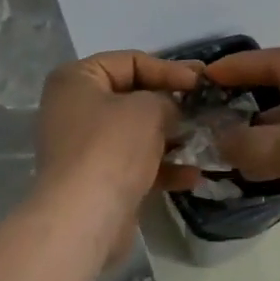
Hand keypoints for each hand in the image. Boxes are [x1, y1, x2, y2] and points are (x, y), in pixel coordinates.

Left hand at [34, 51, 201, 227]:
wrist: (83, 219)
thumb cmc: (112, 147)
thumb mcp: (148, 108)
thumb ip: (165, 99)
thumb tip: (171, 110)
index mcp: (77, 79)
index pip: (130, 62)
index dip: (168, 68)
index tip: (200, 80)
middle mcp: (75, 108)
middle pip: (132, 96)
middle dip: (170, 103)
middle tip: (205, 105)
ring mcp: (84, 146)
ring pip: (136, 132)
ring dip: (170, 136)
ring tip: (204, 139)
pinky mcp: (97, 179)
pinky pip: (134, 163)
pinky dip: (162, 166)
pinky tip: (193, 175)